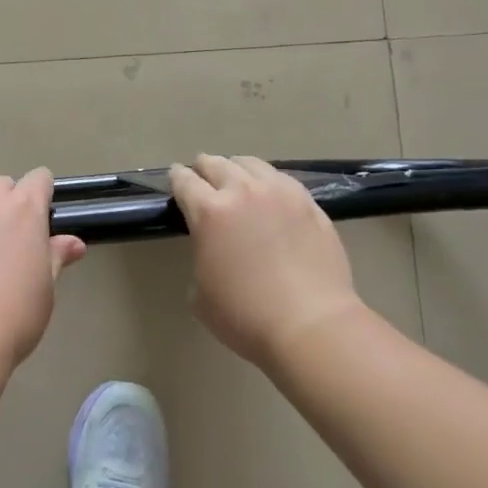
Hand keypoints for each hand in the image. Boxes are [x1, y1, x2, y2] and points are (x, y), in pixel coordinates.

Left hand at [0, 169, 85, 385]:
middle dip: (9, 200)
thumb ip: (56, 257)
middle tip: (11, 235)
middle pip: (2, 184)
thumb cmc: (13, 317)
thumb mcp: (45, 290)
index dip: (43, 192)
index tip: (43, 214)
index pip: (39, 179)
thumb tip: (74, 243)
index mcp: (26, 210)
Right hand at [168, 155, 362, 371]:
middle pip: (215, 163)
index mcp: (209, 212)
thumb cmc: (246, 316)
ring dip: (236, 169)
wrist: (312, 325)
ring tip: (237, 181)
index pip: (184, 181)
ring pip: (250, 163)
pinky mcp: (308, 202)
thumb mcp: (200, 294)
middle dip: (204, 169)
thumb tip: (212, 249)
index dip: (176, 178)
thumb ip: (201, 257)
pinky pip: (281, 178)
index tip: (176, 179)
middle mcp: (242, 191)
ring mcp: (279, 193)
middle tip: (203, 180)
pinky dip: (267, 181)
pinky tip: (270, 194)